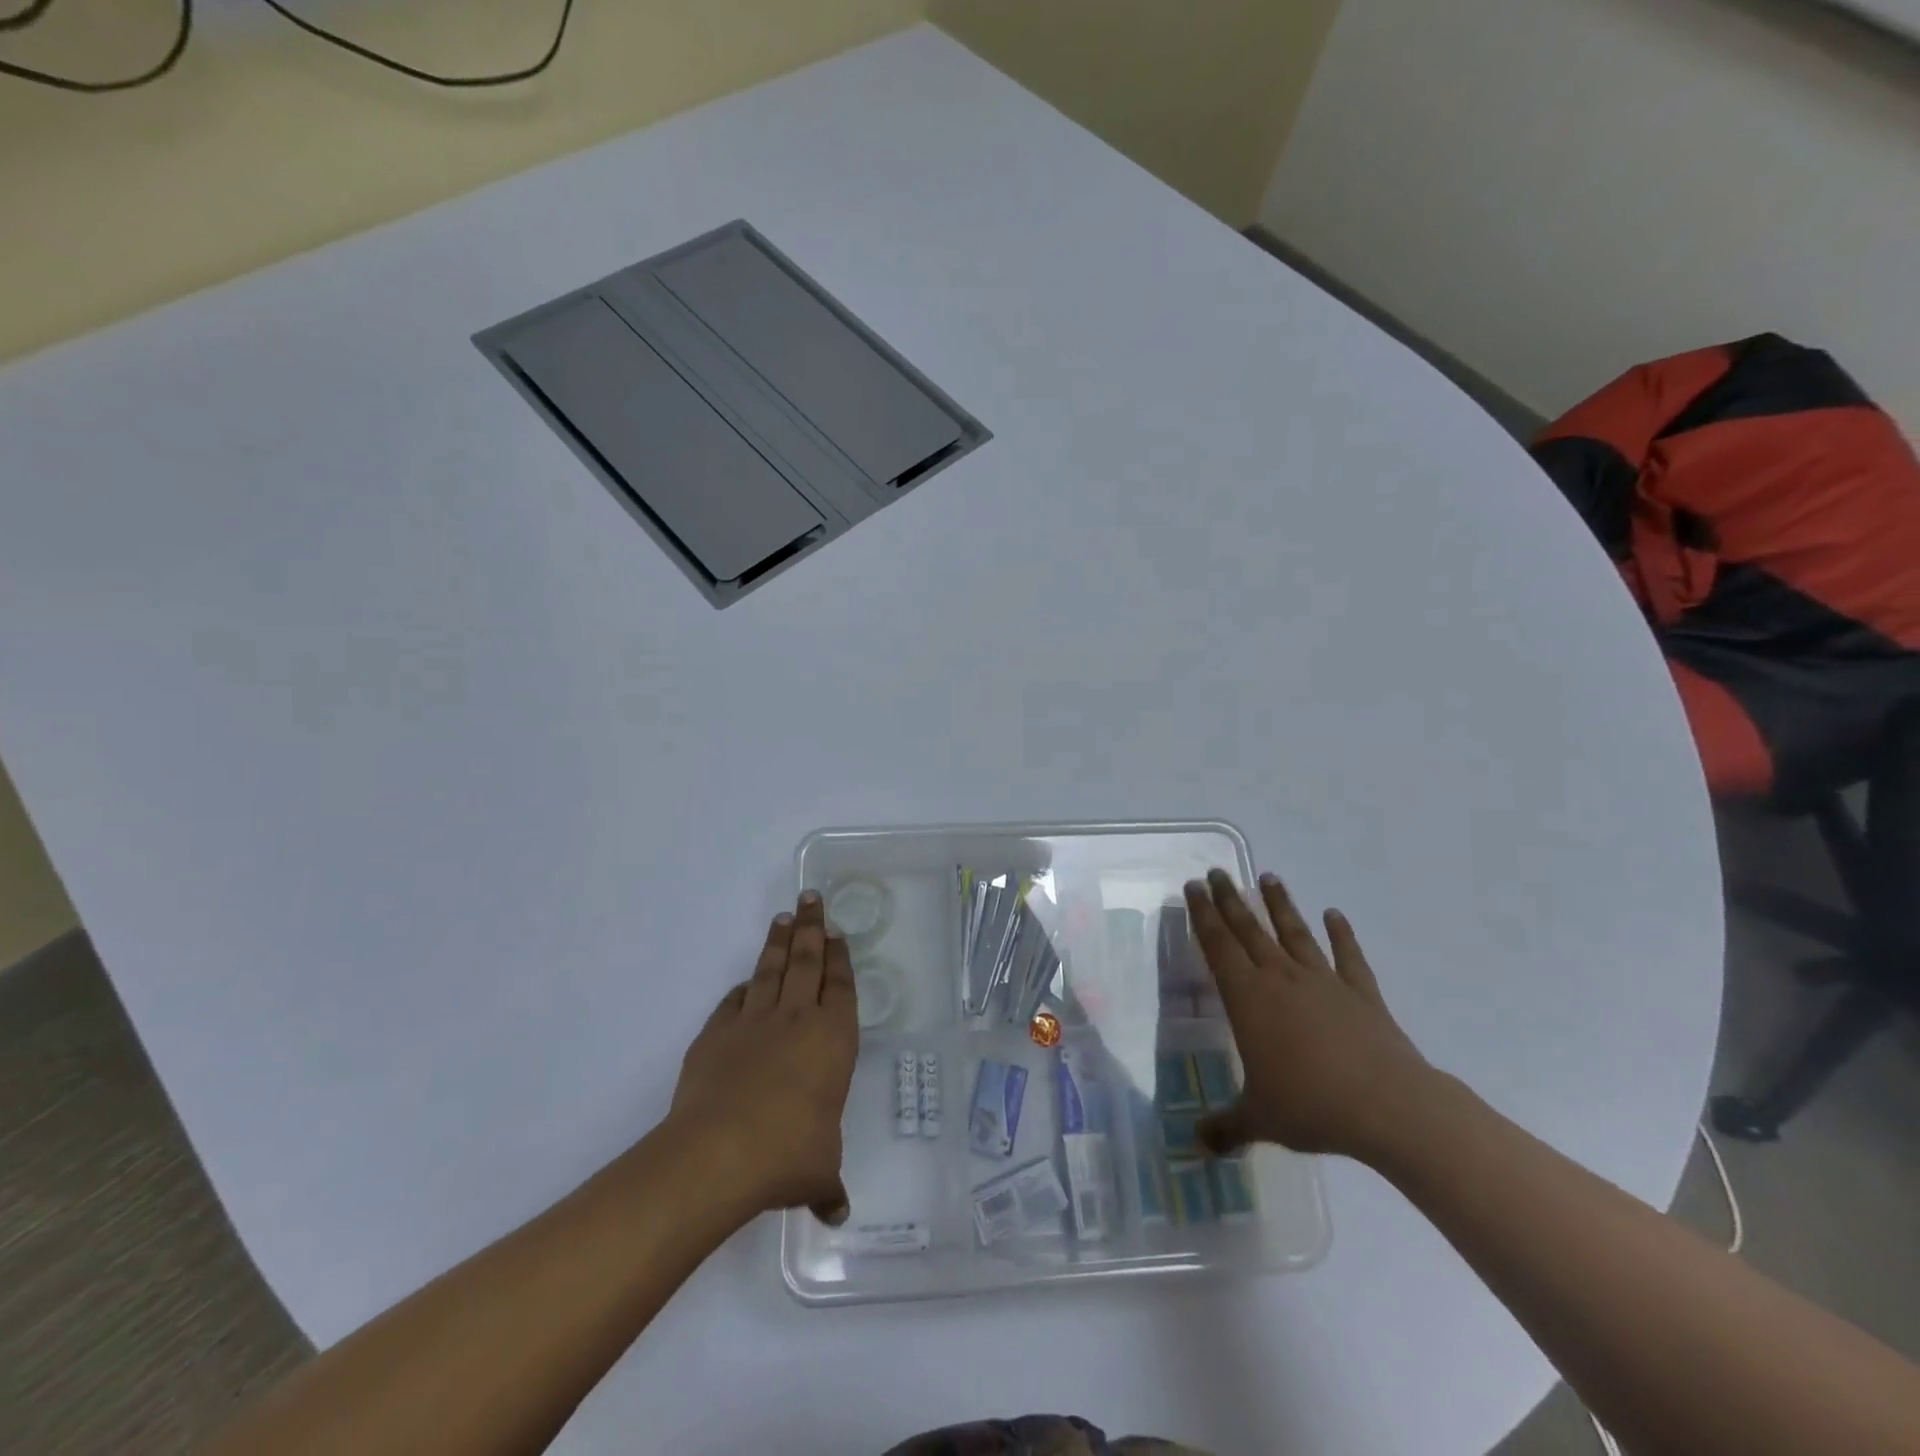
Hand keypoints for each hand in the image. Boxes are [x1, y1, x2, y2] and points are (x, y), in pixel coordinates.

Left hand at [669, 891, 858, 1224]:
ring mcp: (753, 1022)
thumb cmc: (788, 1152)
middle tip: (811, 898)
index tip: (837, 933)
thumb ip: (828, 1184)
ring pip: (770, 969)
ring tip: (783, 917)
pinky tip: (746, 981)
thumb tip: (837, 1212)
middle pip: (806, 961)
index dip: (839, 957)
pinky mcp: (716, 1034)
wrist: (719, 1152)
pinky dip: (743, 987)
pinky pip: (734, 1000)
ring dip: (778, 942)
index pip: (840, 985)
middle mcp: (796, 1019)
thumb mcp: (819, 1171)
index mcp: (832, 1038)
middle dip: (811, 928)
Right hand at [1184, 869, 1434, 1162]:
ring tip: (1269, 877)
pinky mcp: (1362, 994)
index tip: (1193, 887)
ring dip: (1280, 905)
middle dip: (1230, 900)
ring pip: (1295, 933)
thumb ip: (1225, 1128)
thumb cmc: (1312, 1106)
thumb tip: (1195, 1146)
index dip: (1203, 915)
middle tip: (1217, 873)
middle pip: (1249, 929)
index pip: (1217, 945)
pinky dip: (1342, 934)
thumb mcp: (1259, 1119)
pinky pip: (1349, 957)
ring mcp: (1324, 982)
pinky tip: (1335, 915)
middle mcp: (1281, 979)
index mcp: (1248, 998)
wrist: (1390, 1108)